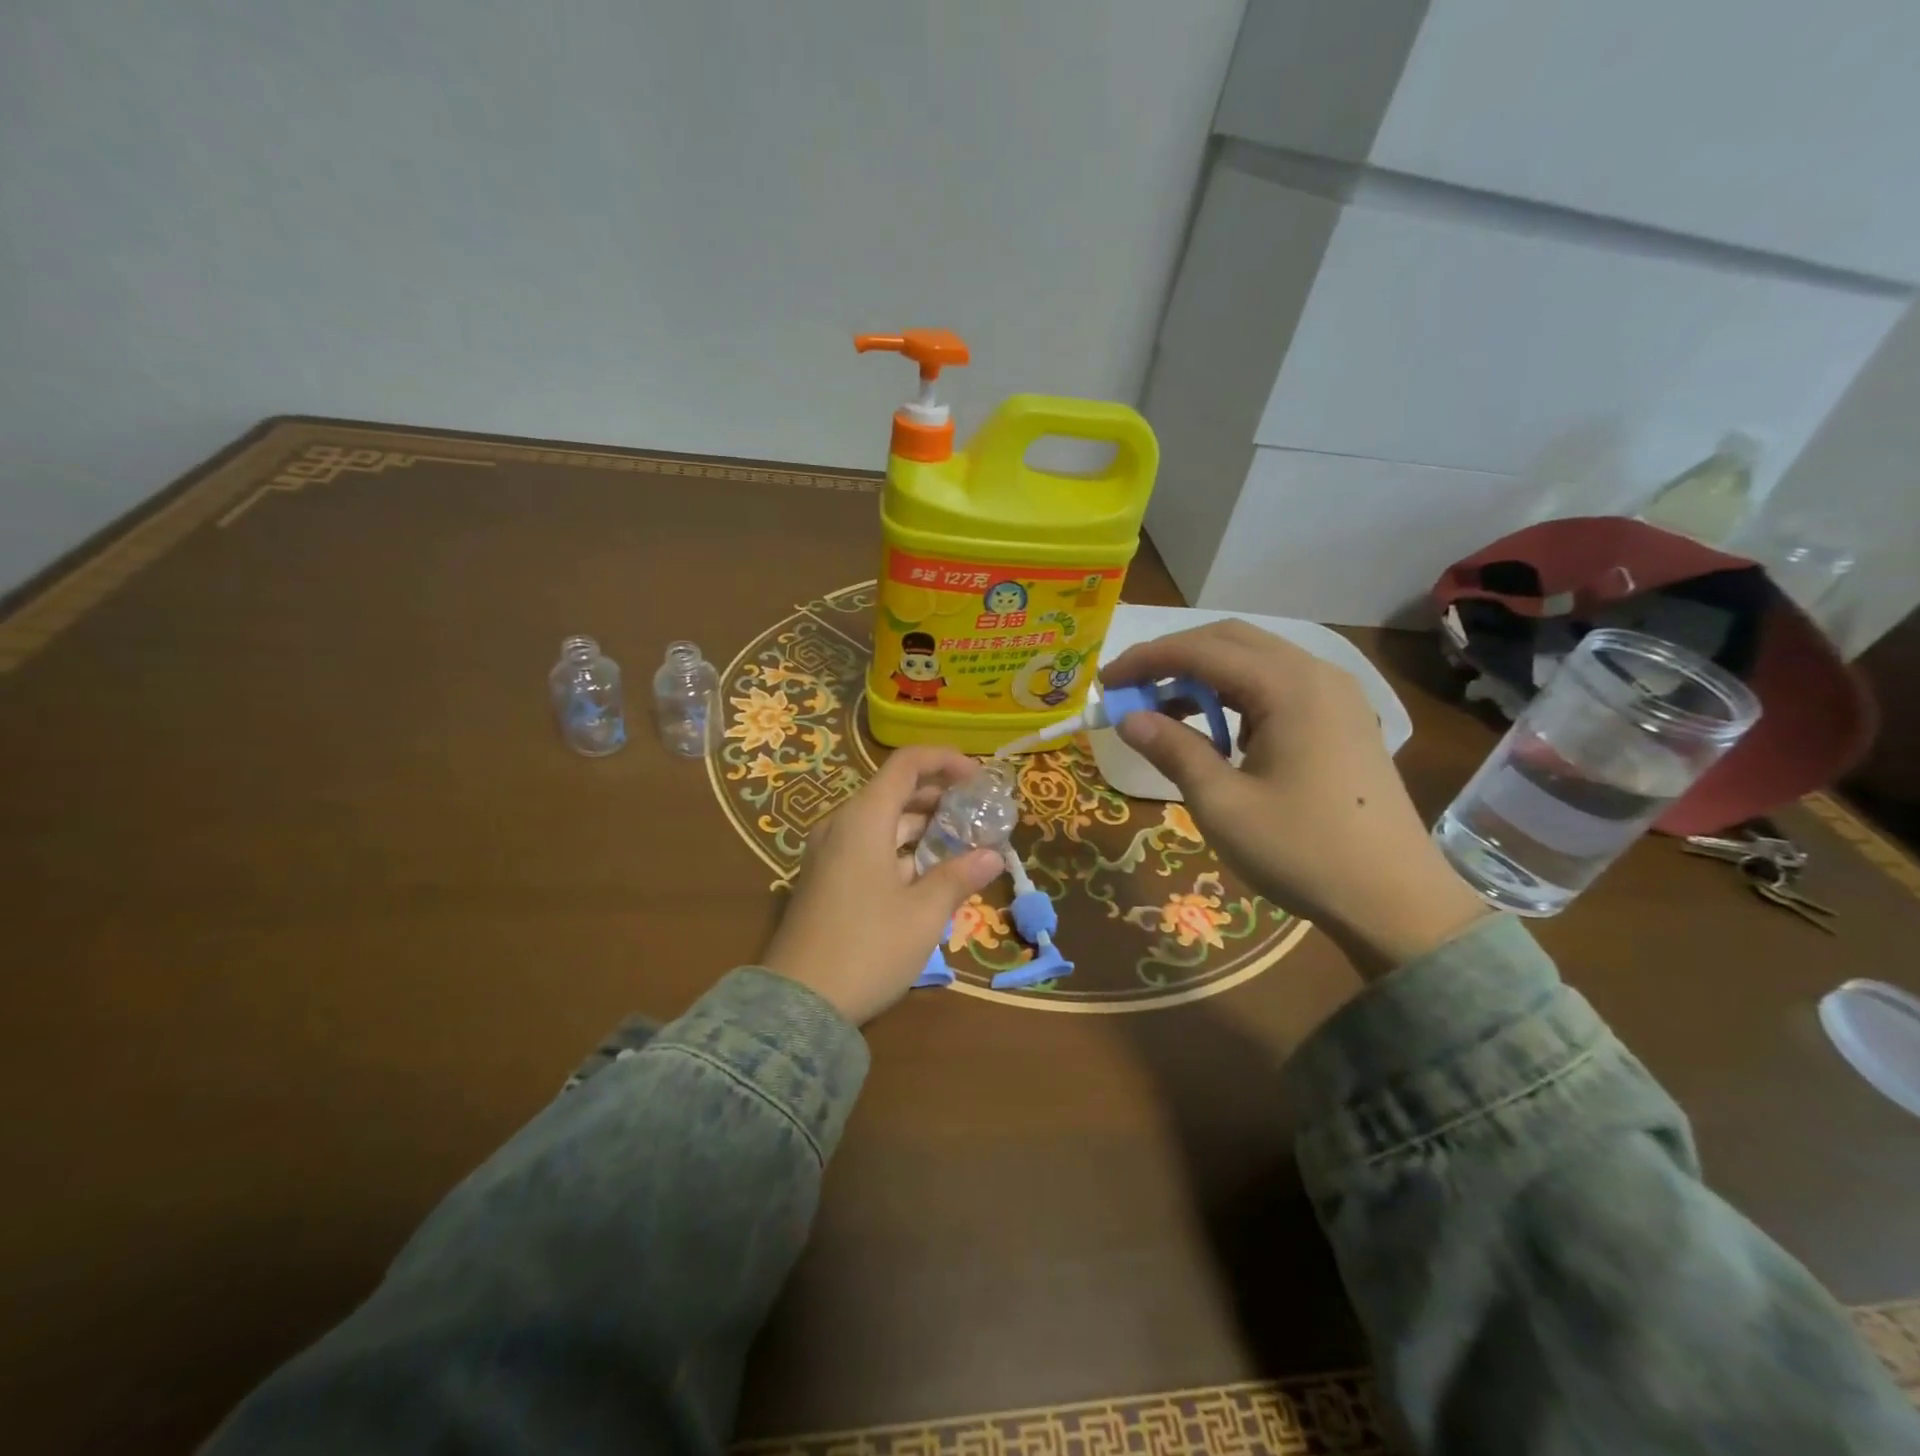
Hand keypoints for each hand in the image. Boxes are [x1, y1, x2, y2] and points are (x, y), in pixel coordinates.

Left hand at [762, 746, 1003, 1025]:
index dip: (945, 760)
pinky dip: (899, 848)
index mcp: (864, 819)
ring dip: (921, 826)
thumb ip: (958, 876)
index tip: (978, 776)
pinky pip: (866, 846)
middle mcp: (841, 825)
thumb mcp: (923, 914)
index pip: (906, 764)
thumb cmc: (868, 948)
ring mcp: (827, 853)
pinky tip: (926, 873)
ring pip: (881, 821)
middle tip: (976, 815)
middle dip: (938, 796)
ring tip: (960, 844)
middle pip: (894, 791)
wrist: (797, 1004)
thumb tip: (992, 856)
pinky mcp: (823, 879)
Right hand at [1104, 621, 1487, 977]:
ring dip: (1203, 676)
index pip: (1201, 650)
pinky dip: (1236, 696)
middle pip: (1230, 641)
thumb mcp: (1222, 804)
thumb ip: (1173, 750)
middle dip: (1172, 658)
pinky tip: (1217, 732)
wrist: (1395, 901)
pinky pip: (1277, 687)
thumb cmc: (1302, 851)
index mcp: (1289, 686)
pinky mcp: (1342, 719)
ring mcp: (1336, 695)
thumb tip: (1128, 719)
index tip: (1105, 683)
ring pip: (1255, 661)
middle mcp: (1316, 674)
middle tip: (1129, 689)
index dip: (1146, 660)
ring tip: (1163, 712)